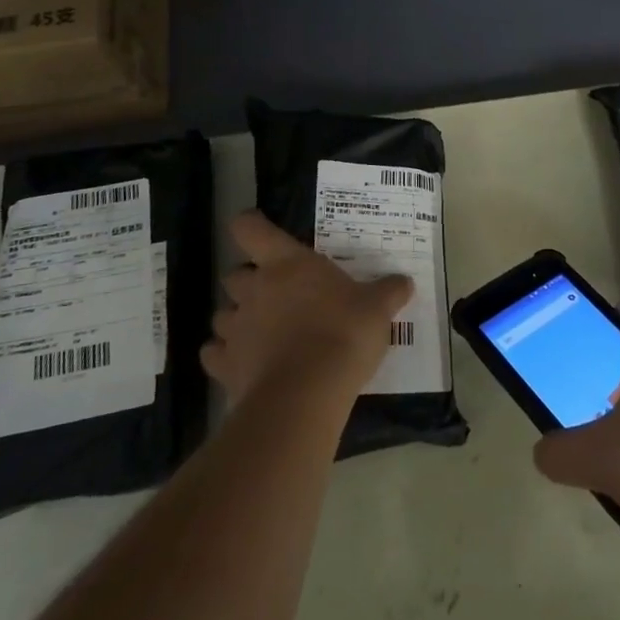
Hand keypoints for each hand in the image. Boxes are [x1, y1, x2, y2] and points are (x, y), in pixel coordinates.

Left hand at [202, 211, 413, 408]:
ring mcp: (235, 327)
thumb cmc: (343, 334)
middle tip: (275, 295)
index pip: (250, 228)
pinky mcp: (224, 365)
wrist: (307, 393)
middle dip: (249, 282)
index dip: (251, 225)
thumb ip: (388, 292)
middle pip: (234, 274)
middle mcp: (254, 288)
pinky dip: (224, 356)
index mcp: (286, 263)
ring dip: (237, 319)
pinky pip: (214, 353)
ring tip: (261, 334)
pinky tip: (244, 365)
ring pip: (222, 314)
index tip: (259, 230)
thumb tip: (405, 282)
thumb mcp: (377, 309)